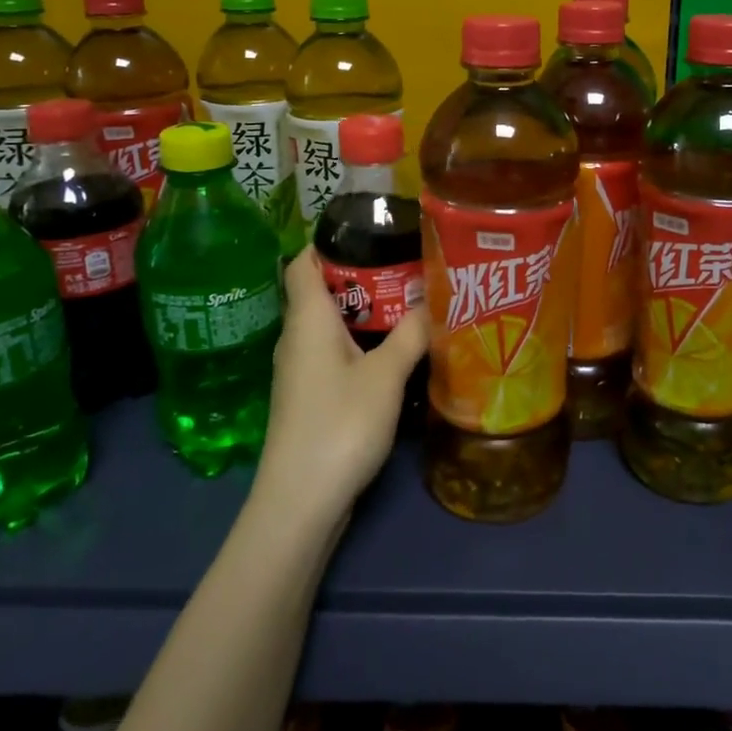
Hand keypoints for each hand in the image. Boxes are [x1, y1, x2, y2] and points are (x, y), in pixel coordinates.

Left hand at [255, 247, 428, 527]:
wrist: (301, 501)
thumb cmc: (340, 424)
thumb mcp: (386, 375)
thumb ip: (411, 334)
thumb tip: (434, 300)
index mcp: (307, 319)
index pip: (304, 260)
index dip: (332, 239)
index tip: (373, 228)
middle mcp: (297, 336)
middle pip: (323, 289)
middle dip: (363, 273)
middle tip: (409, 263)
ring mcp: (300, 369)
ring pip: (331, 323)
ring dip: (366, 309)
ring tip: (410, 300)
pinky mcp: (309, 395)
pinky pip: (334, 350)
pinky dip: (361, 340)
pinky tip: (394, 349)